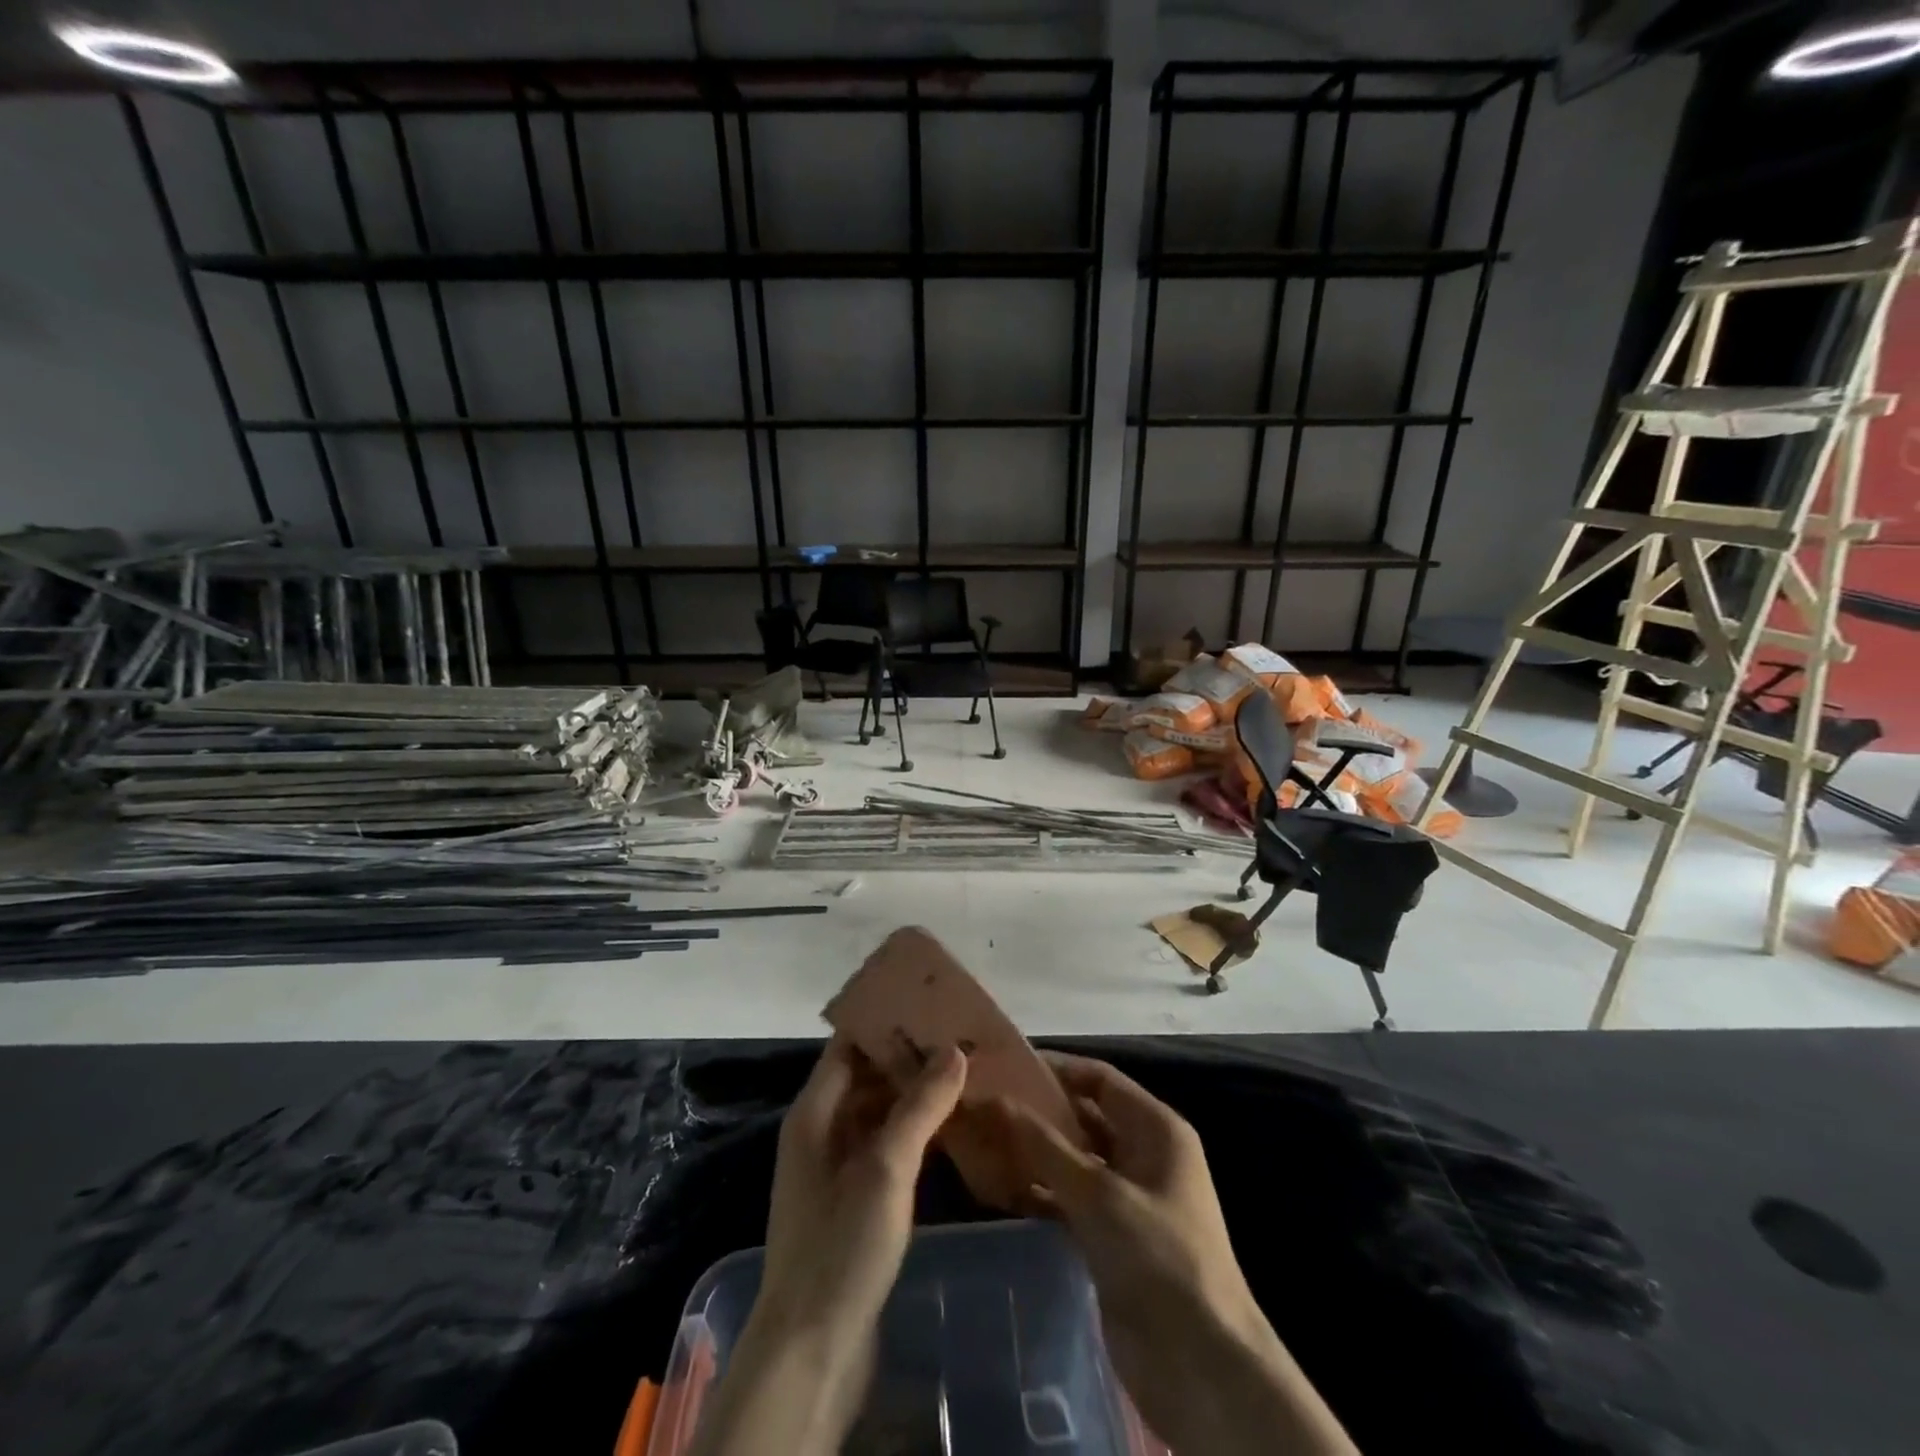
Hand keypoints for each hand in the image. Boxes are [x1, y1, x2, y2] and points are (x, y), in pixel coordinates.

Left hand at [755, 1035, 966, 1345]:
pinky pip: (885, 1148)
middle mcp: (821, 1132)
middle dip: (909, 1058)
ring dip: (915, 1096)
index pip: (849, 1046)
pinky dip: (914, 1133)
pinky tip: (952, 1130)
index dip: (886, 1023)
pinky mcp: (853, 1202)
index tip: (931, 1005)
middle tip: (960, 1039)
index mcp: (814, 1113)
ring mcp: (836, 1169)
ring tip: (964, 1076)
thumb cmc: (841, 1246)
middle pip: (866, 1077)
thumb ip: (919, 1107)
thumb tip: (954, 1050)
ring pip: (878, 1113)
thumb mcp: (885, 1169)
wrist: (812, 1351)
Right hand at [997, 1053, 1357, 1455]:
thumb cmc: (1159, 1257)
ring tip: (981, 1138)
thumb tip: (995, 1100)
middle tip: (985, 1101)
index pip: (1101, 1079)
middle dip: (1039, 1110)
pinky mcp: (1111, 1238)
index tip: (1007, 1063)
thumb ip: (1045, 1146)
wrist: (1200, 1366)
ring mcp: (1127, 1198)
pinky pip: (1069, 1199)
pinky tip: (998, 1186)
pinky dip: (1039, 1191)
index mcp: (1157, 1129)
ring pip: (1073, 1160)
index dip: (1057, 1069)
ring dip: (1034, 1152)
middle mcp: (1143, 1155)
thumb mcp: (1100, 1194)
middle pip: (1085, 1118)